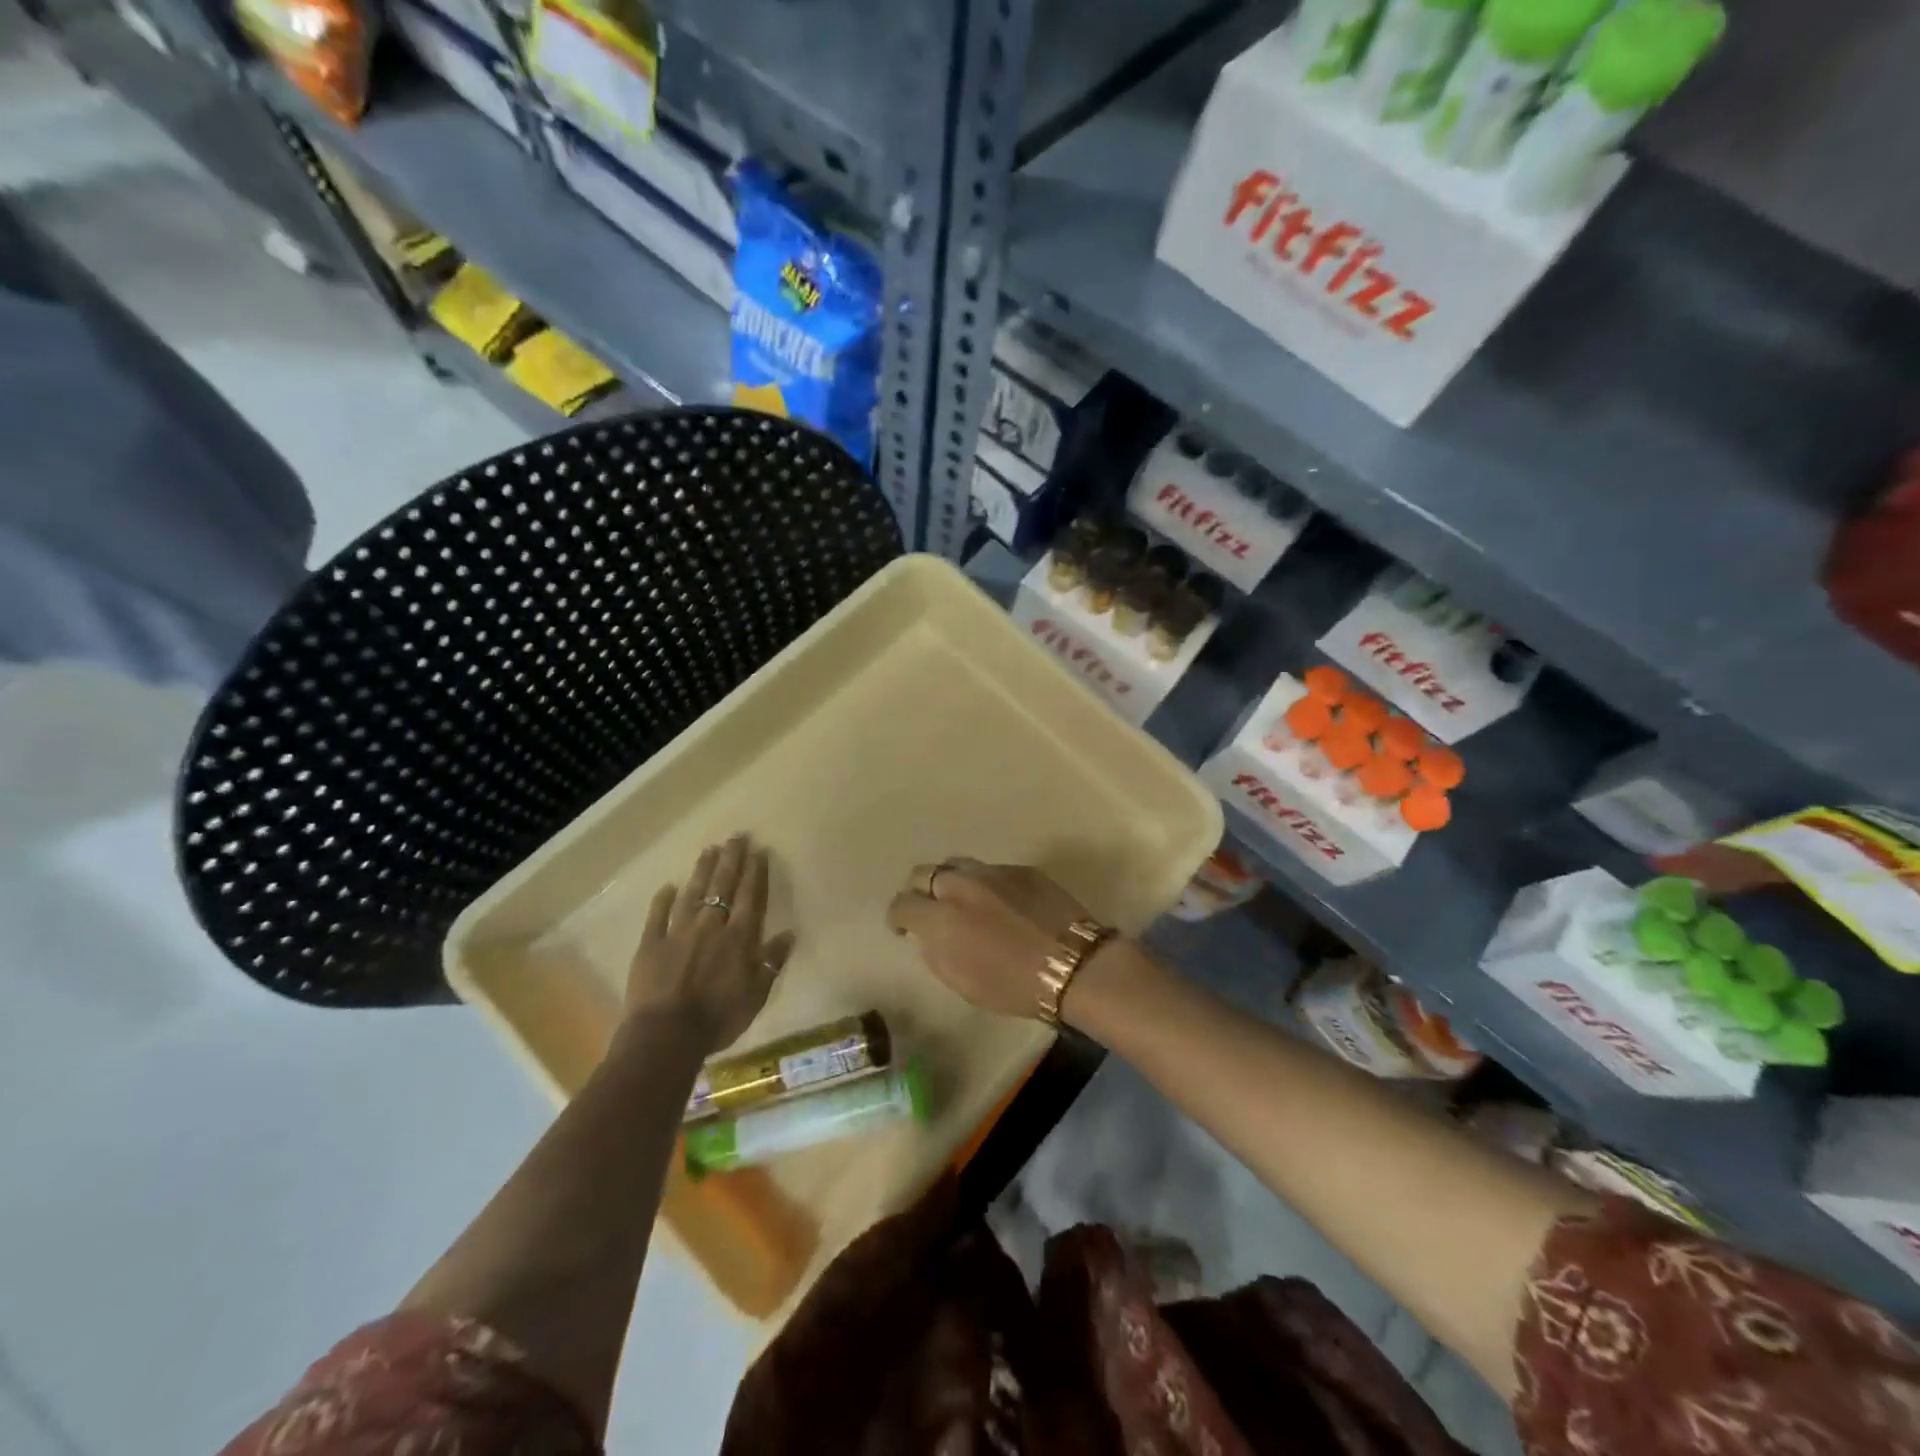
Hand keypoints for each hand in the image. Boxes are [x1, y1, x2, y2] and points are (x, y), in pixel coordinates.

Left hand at [625, 835, 795, 1053]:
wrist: (666, 1035)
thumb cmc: (719, 1018)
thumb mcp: (756, 995)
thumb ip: (771, 962)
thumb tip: (789, 935)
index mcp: (739, 937)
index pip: (750, 896)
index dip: (755, 872)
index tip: (758, 850)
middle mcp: (711, 925)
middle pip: (723, 885)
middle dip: (731, 859)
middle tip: (736, 836)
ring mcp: (678, 932)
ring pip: (692, 893)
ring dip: (702, 870)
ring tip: (708, 850)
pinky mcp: (650, 944)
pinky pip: (657, 915)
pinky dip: (663, 900)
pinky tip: (668, 886)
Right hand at [885, 858, 1093, 1020]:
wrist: (1074, 965)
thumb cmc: (1014, 986)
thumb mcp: (962, 982)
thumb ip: (936, 951)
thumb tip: (926, 933)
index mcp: (941, 917)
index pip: (902, 904)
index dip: (897, 916)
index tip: (902, 927)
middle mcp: (961, 885)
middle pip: (924, 873)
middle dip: (919, 890)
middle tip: (928, 908)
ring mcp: (992, 872)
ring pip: (956, 864)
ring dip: (950, 881)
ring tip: (961, 900)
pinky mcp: (1021, 869)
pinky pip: (990, 871)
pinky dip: (984, 884)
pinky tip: (999, 903)